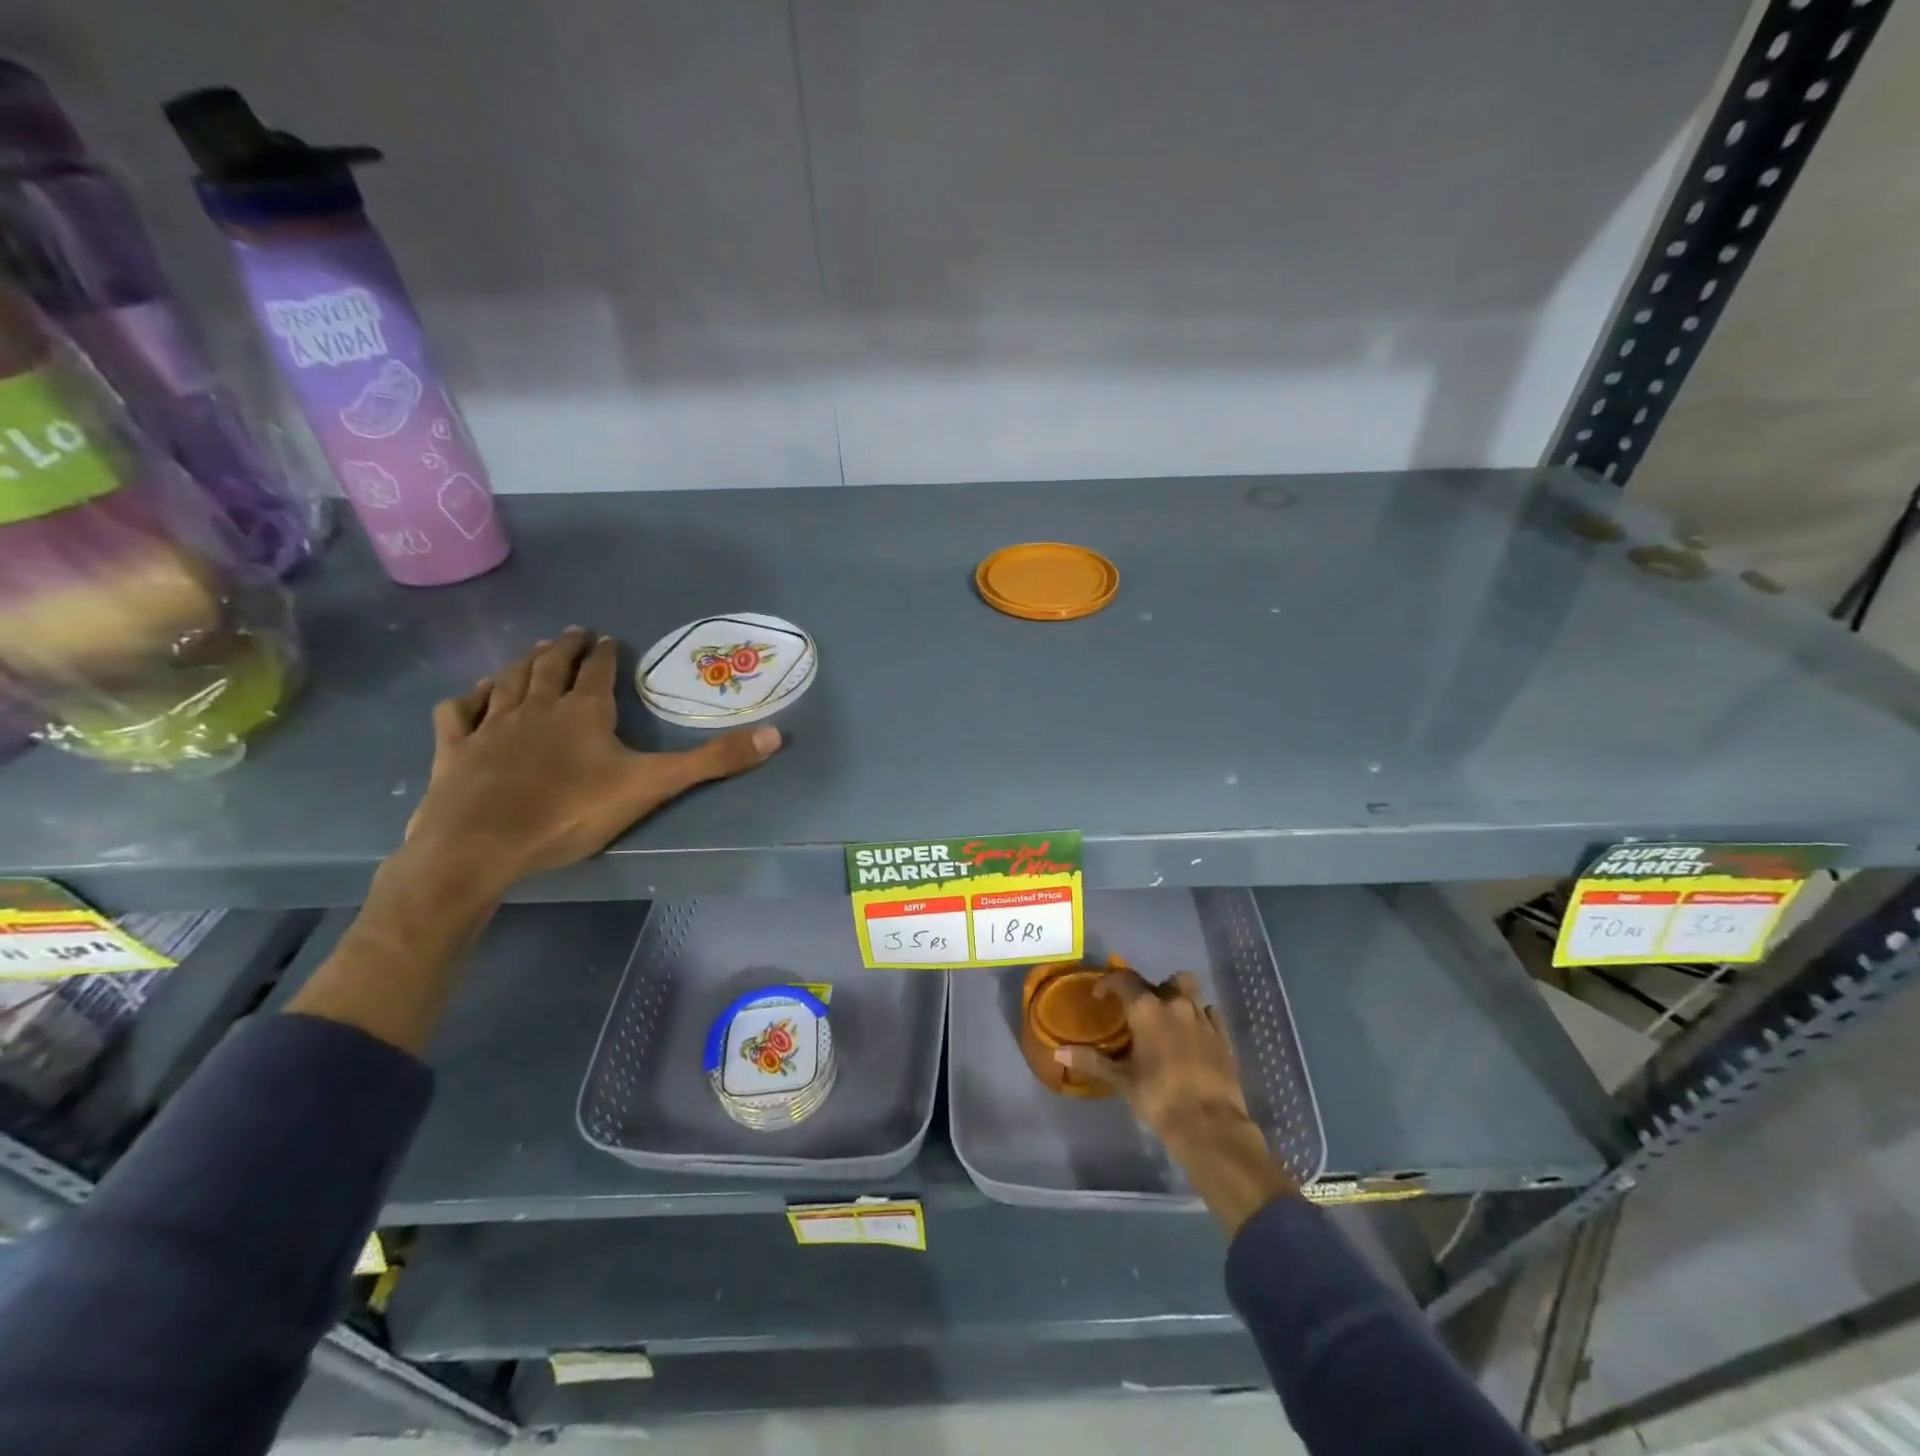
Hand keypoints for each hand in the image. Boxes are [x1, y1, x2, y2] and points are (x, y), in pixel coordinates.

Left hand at [406, 628, 782, 897]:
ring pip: (508, 680)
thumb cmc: (570, 813)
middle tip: (574, 632)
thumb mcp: (652, 786)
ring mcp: (491, 726)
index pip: (599, 672)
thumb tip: (776, 735)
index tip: (609, 639)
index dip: (607, 655)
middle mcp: (537, 707)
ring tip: (534, 650)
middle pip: (551, 667)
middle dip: (566, 648)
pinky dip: (470, 697)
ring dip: (523, 662)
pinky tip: (474, 694)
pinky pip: (460, 711)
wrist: (480, 846)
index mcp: (584, 712)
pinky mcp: (455, 750)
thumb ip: (712, 762)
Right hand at [1057, 969, 1252, 1143]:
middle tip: (1137, 1012)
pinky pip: (1209, 1012)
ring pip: (1188, 990)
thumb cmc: (1159, 1098)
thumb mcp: (1122, 1081)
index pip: (1124, 979)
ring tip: (1166, 1019)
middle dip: (1146, 991)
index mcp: (1147, 1009)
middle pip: (1159, 981)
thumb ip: (1091, 1061)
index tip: (1100, 996)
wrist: (1210, 1125)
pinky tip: (1193, 1033)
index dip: (1109, 983)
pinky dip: (1199, 1015)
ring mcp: (1203, 1017)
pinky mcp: (1223, 1035)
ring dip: (1175, 997)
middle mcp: (1175, 1004)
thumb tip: (1058, 1054)